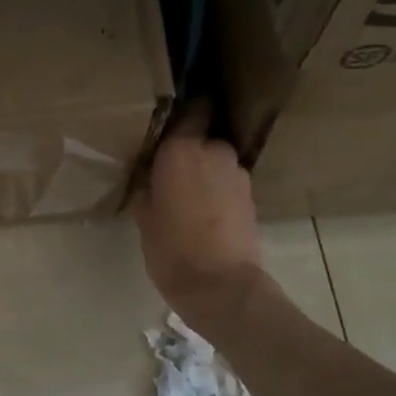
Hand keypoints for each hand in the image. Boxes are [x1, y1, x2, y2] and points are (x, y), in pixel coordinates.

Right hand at [132, 102, 264, 328]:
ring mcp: (238, 173)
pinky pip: (228, 184)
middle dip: (190, 152)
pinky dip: (218, 192)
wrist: (222, 286)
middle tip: (171, 174)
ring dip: (205, 174)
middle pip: (203, 140)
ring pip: (217, 163)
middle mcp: (215, 151)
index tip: (170, 121)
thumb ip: (146, 186)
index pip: (192, 109)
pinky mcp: (251, 196)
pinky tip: (205, 215)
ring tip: (188, 200)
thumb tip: (149, 175)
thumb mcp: (143, 217)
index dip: (184, 112)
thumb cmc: (171, 250)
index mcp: (182, 150)